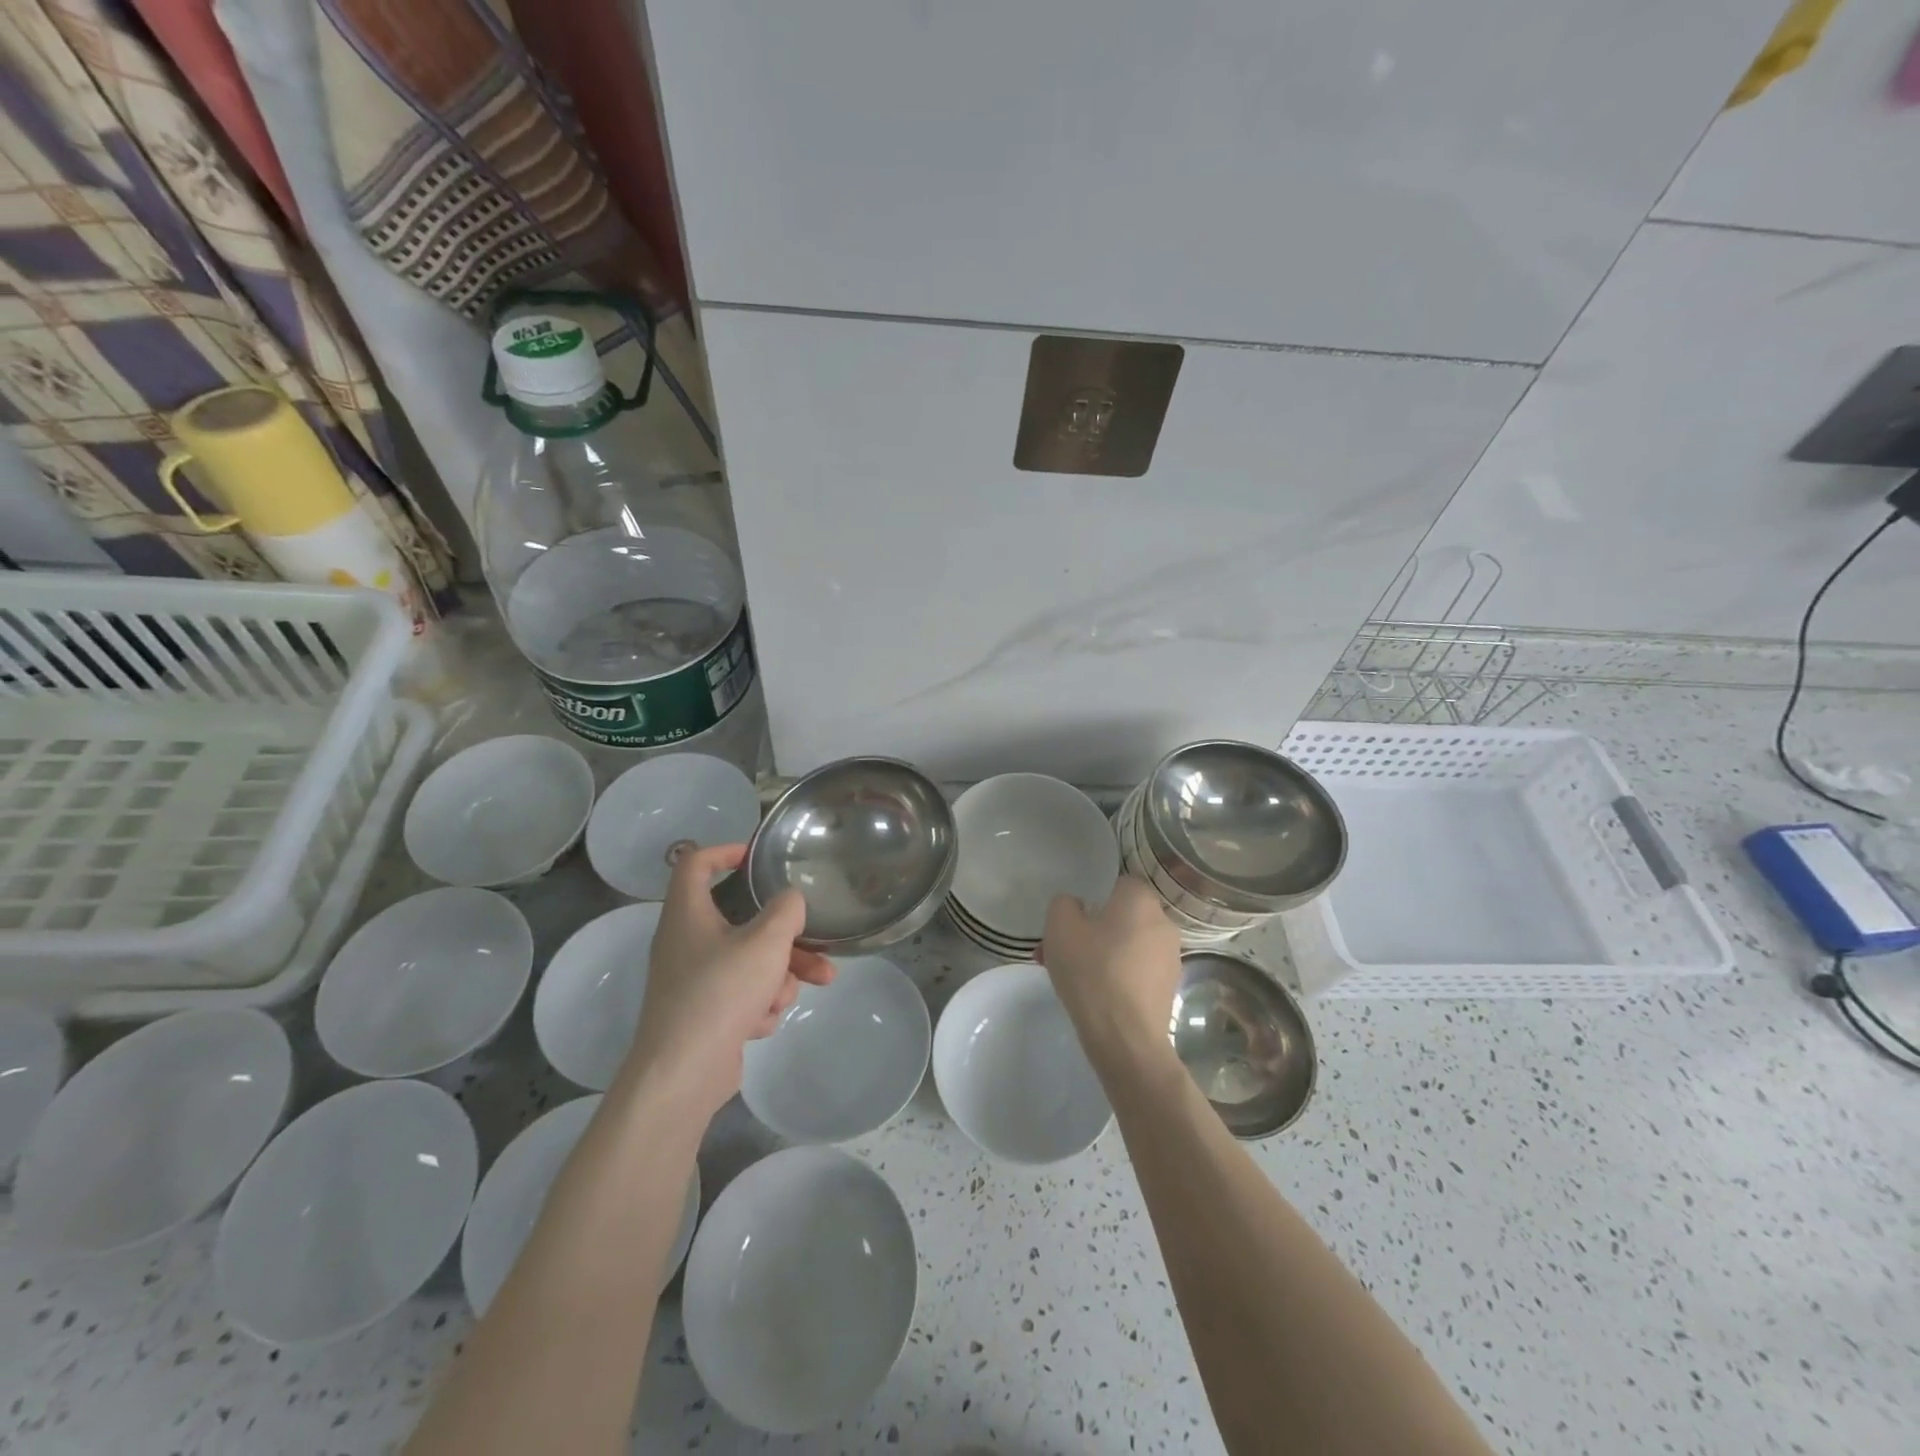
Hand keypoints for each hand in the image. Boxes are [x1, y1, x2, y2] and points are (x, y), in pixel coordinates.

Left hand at [624, 844, 834, 1118]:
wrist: (683, 1074)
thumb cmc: (721, 992)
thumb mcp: (766, 941)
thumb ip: (786, 911)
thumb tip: (789, 902)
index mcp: (688, 913)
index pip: (695, 862)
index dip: (725, 851)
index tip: (756, 858)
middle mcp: (686, 942)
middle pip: (742, 922)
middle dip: (785, 939)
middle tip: (817, 948)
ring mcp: (693, 981)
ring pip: (749, 962)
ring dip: (778, 977)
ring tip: (789, 997)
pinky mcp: (703, 1014)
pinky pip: (742, 995)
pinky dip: (758, 1005)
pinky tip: (760, 1023)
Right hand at [1040, 877, 1182, 1059]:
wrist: (1125, 1037)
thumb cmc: (1092, 971)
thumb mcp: (1060, 926)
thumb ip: (1064, 904)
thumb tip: (1077, 906)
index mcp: (1141, 900)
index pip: (1118, 884)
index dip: (1093, 898)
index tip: (1073, 921)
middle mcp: (1163, 923)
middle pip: (1121, 917)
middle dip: (1092, 930)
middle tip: (1062, 951)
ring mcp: (1171, 958)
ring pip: (1127, 945)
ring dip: (1102, 954)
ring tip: (1071, 977)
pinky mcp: (1169, 988)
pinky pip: (1136, 971)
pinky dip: (1117, 976)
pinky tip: (1095, 996)